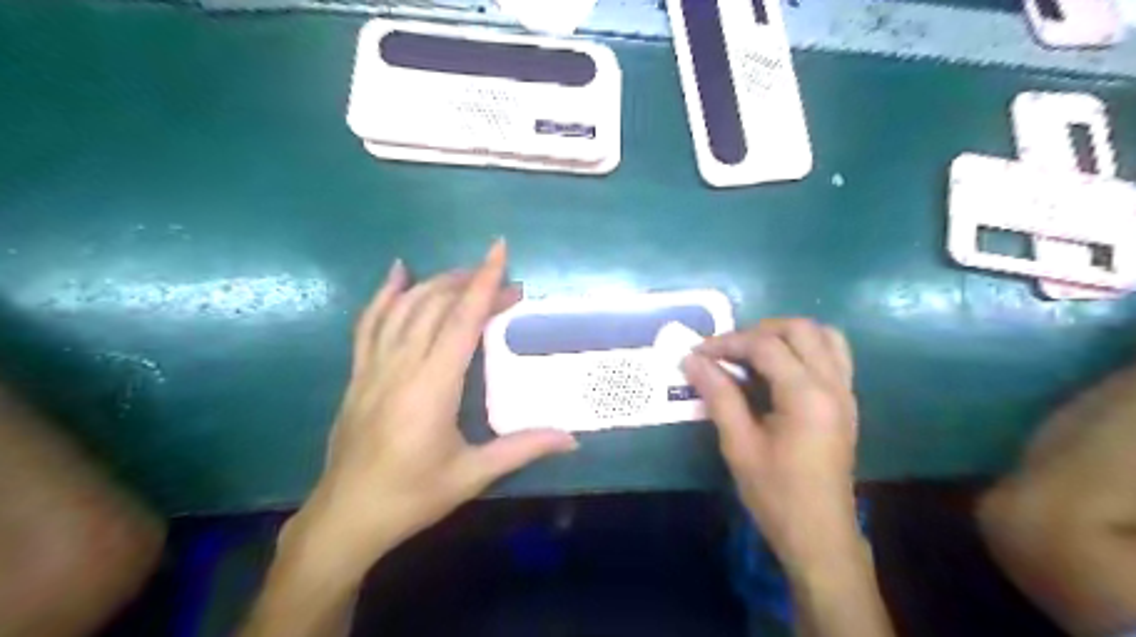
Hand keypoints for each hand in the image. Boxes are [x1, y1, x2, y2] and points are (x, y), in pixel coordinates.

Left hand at [283, 243, 578, 578]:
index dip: (483, 283)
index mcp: (432, 387)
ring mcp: (373, 367)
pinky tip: (398, 274)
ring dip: (437, 284)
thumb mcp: (471, 475)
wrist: (345, 517)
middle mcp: (401, 366)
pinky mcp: (358, 374)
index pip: (462, 321)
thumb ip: (522, 449)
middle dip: (471, 284)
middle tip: (506, 285)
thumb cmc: (412, 496)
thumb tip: (571, 439)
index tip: (500, 251)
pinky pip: (370, 323)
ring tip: (467, 275)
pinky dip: (385, 294)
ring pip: (404, 308)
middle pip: (436, 306)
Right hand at [681, 318, 861, 571]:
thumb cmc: (775, 493)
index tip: (697, 352)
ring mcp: (845, 391)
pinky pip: (832, 354)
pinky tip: (778, 368)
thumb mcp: (739, 444)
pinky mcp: (846, 401)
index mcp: (806, 395)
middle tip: (727, 350)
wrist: (819, 534)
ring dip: (786, 334)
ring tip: (753, 351)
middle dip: (758, 330)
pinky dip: (804, 347)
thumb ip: (718, 395)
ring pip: (823, 335)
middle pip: (800, 329)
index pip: (765, 346)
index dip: (727, 342)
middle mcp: (833, 384)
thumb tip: (692, 359)